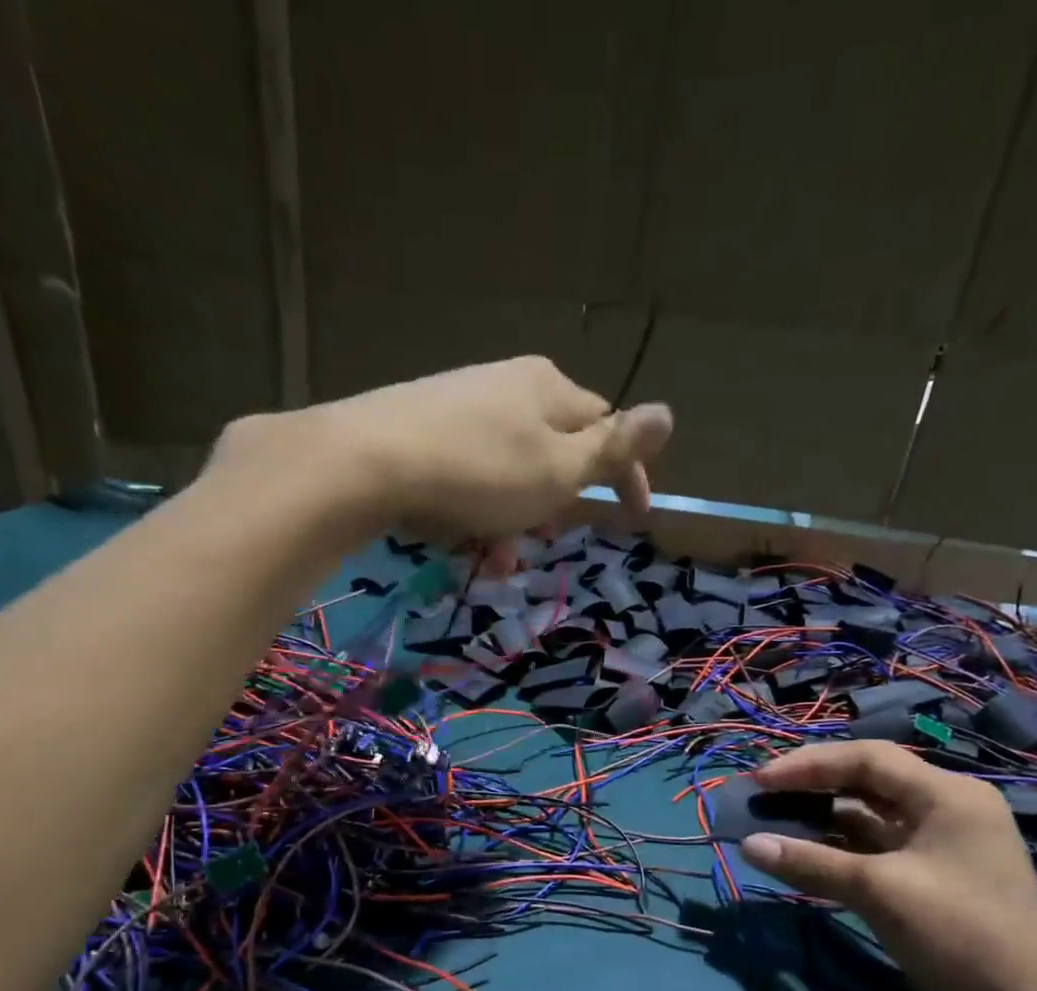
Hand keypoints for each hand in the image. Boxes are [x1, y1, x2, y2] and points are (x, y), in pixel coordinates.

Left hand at [210, 357, 672, 555]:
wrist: (367, 462)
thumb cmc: (480, 472)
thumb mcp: (559, 469)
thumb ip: (612, 448)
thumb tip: (668, 413)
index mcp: (548, 388)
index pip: (606, 428)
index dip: (626, 475)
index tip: (637, 517)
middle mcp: (506, 386)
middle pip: (552, 453)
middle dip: (555, 505)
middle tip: (544, 538)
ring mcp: (459, 406)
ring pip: (508, 474)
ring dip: (513, 520)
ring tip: (495, 558)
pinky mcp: (420, 431)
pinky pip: (468, 477)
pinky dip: (475, 512)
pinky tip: (459, 540)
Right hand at [738, 740, 1036, 990]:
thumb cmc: (960, 935)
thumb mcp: (879, 892)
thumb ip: (811, 863)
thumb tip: (748, 845)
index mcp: (946, 794)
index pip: (867, 758)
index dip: (808, 764)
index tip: (760, 781)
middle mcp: (948, 806)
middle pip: (870, 780)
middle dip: (815, 786)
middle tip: (765, 797)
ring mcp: (945, 840)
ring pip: (874, 814)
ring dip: (827, 817)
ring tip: (778, 823)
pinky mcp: (939, 872)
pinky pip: (882, 845)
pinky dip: (845, 846)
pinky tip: (812, 853)